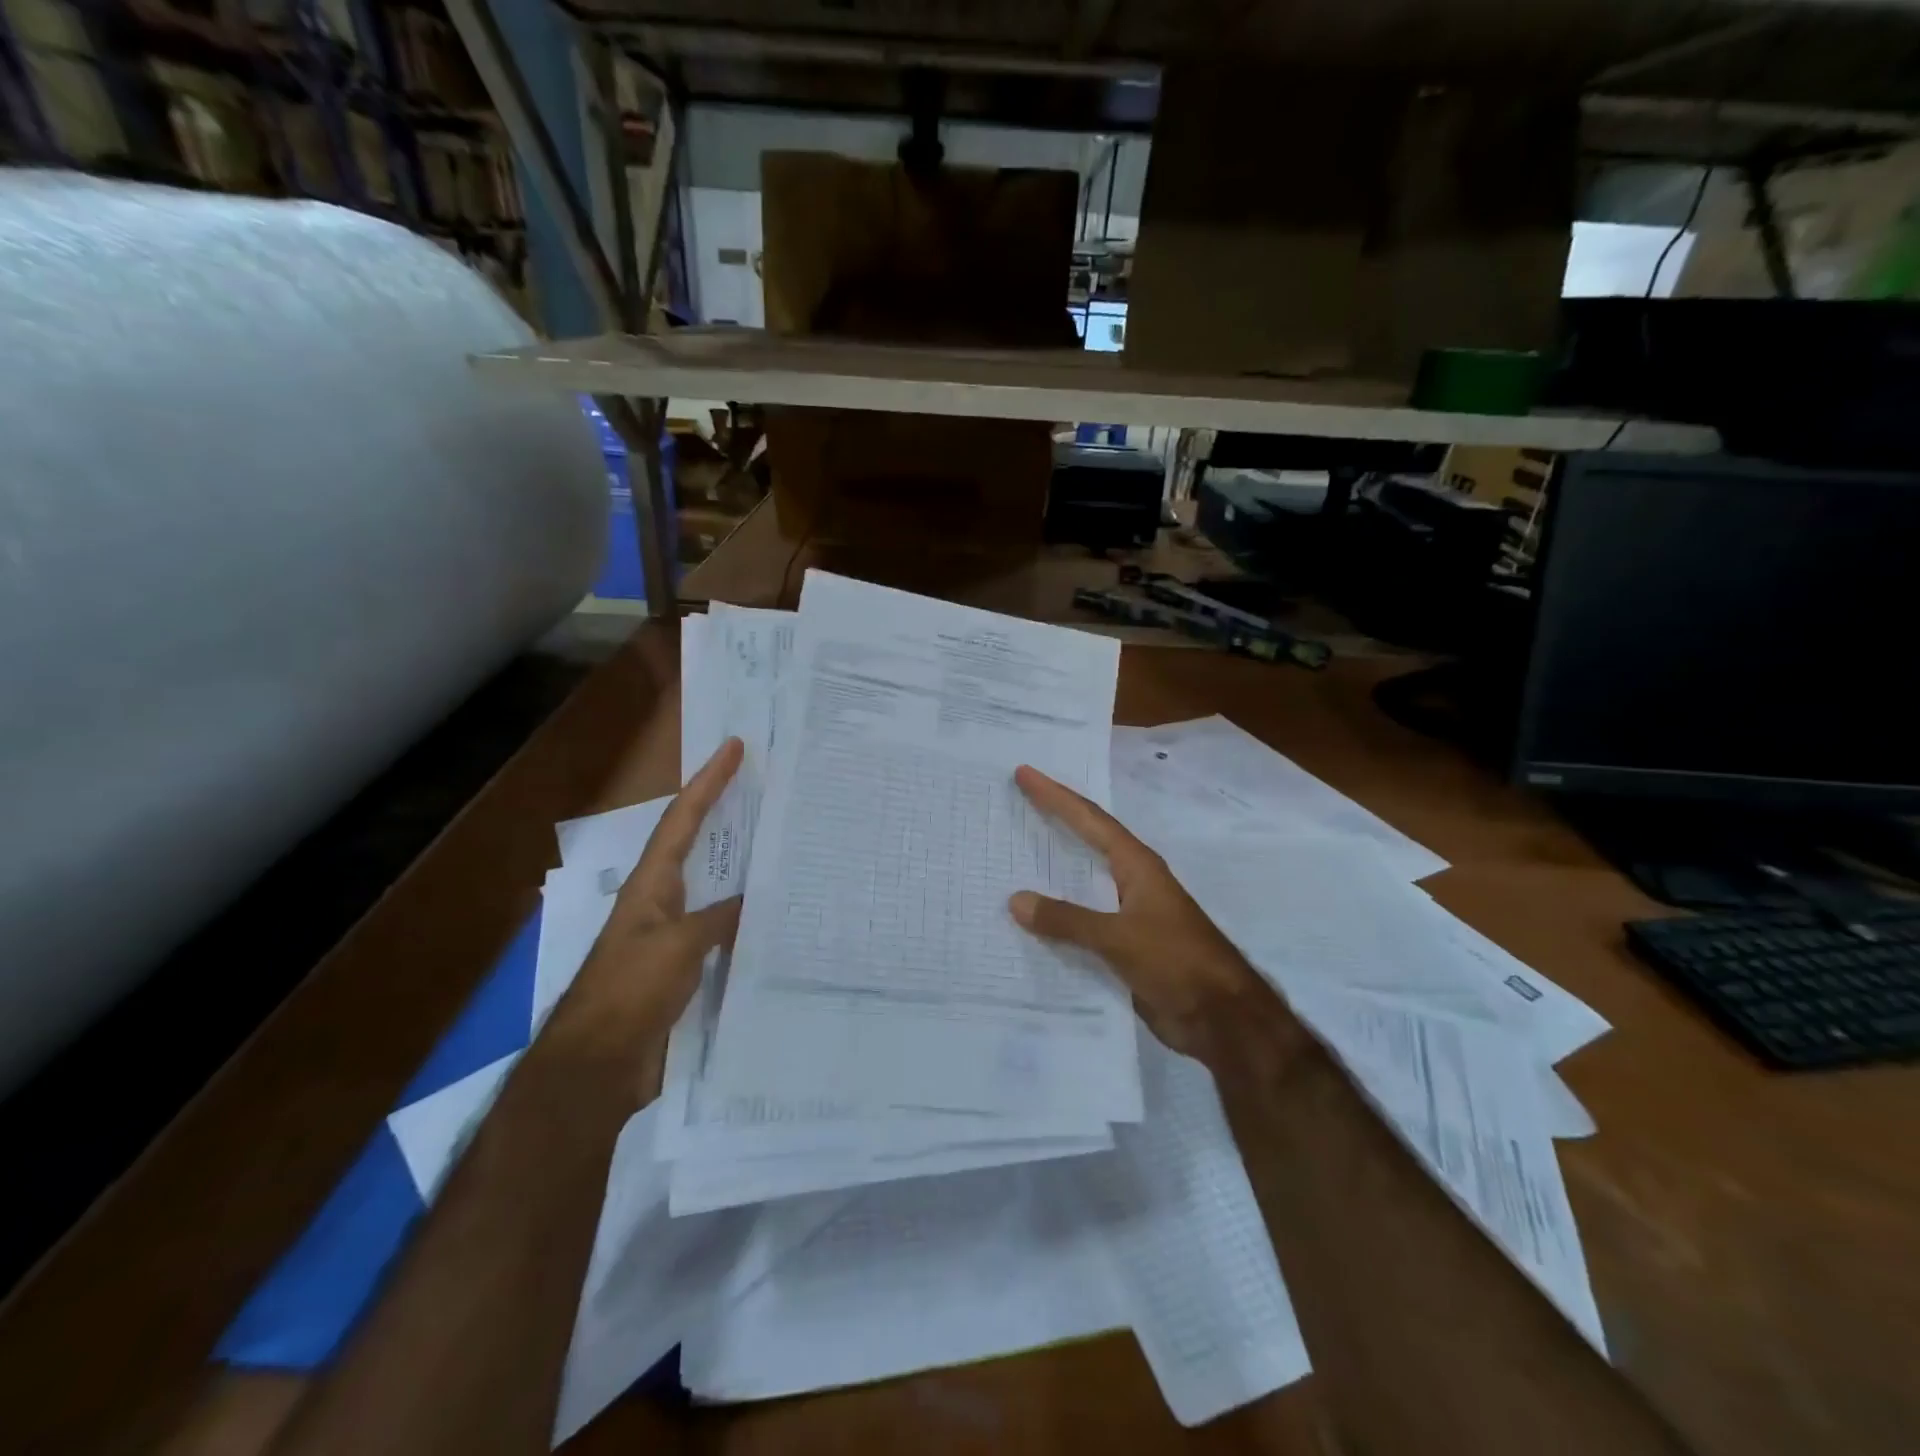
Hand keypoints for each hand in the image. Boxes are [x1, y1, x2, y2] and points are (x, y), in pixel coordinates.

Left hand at [545, 737, 745, 1054]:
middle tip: (764, 788)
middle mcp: (662, 901)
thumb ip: (719, 918)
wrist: (600, 1064)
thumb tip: (754, 902)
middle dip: (724, 812)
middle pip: (695, 844)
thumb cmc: (631, 991)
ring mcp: (672, 934)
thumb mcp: (677, 946)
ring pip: (714, 886)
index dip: (708, 782)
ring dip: (742, 864)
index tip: (734, 747)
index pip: (683, 820)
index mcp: (652, 884)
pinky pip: (722, 928)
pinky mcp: (684, 967)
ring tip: (781, 844)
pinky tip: (775, 918)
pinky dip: (747, 915)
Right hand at [1008, 764, 1267, 1057]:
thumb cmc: (1176, 962)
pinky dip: (1058, 914)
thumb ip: (1067, 920)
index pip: (1089, 819)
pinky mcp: (1126, 946)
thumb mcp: (1119, 938)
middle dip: (1054, 819)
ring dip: (1053, 867)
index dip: (1055, 796)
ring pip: (1082, 882)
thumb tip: (1015, 900)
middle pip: (1087, 840)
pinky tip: (1031, 920)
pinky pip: (1082, 921)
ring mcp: (1130, 914)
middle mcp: (1132, 881)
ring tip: (1014, 853)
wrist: (1221, 1018)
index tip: (1025, 773)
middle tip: (1017, 800)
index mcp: (1136, 866)